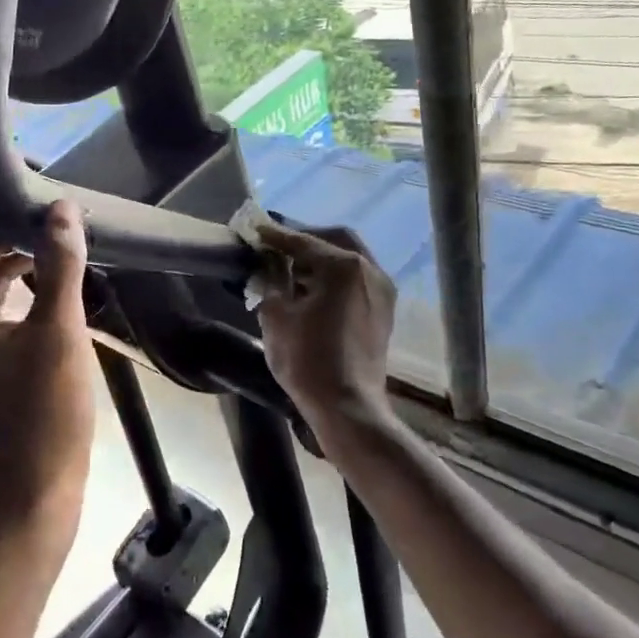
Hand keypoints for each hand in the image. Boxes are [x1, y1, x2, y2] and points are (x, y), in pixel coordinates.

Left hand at [0, 201, 95, 543]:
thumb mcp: (57, 332)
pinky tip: (43, 272)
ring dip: (1, 254)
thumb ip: (60, 265)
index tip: (14, 188)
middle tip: (38, 205)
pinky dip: (6, 283)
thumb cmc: (42, 414)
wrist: (32, 492)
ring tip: (46, 231)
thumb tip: (63, 209)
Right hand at [255, 222, 395, 439]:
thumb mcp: (276, 316)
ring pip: (349, 260)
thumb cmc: (307, 360)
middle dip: (305, 241)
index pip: (303, 241)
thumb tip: (269, 265)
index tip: (255, 230)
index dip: (275, 236)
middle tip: (277, 248)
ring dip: (321, 260)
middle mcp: (369, 270)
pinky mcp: (383, 312)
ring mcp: (382, 291)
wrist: (347, 407)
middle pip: (334, 241)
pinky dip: (334, 278)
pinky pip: (356, 281)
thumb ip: (271, 281)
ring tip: (291, 270)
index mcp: (343, 266)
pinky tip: (312, 291)